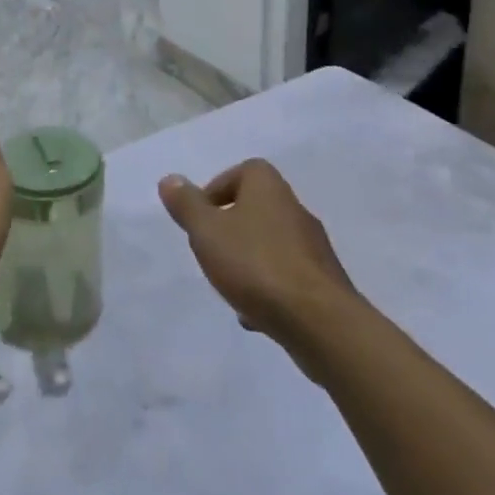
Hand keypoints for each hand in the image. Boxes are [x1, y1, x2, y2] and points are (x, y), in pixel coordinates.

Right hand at [160, 160, 356, 370]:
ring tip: (229, 287)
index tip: (202, 219)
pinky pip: (287, 276)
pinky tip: (255, 314)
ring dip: (249, 261)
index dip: (218, 190)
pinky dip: (269, 288)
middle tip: (211, 251)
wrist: (320, 322)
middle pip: (256, 208)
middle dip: (231, 229)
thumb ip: (186, 205)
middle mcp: (294, 208)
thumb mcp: (207, 232)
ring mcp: (313, 246)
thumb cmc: (256, 265)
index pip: (243, 171)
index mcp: (268, 187)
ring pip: (271, 244)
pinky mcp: (324, 282)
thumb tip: (170, 179)